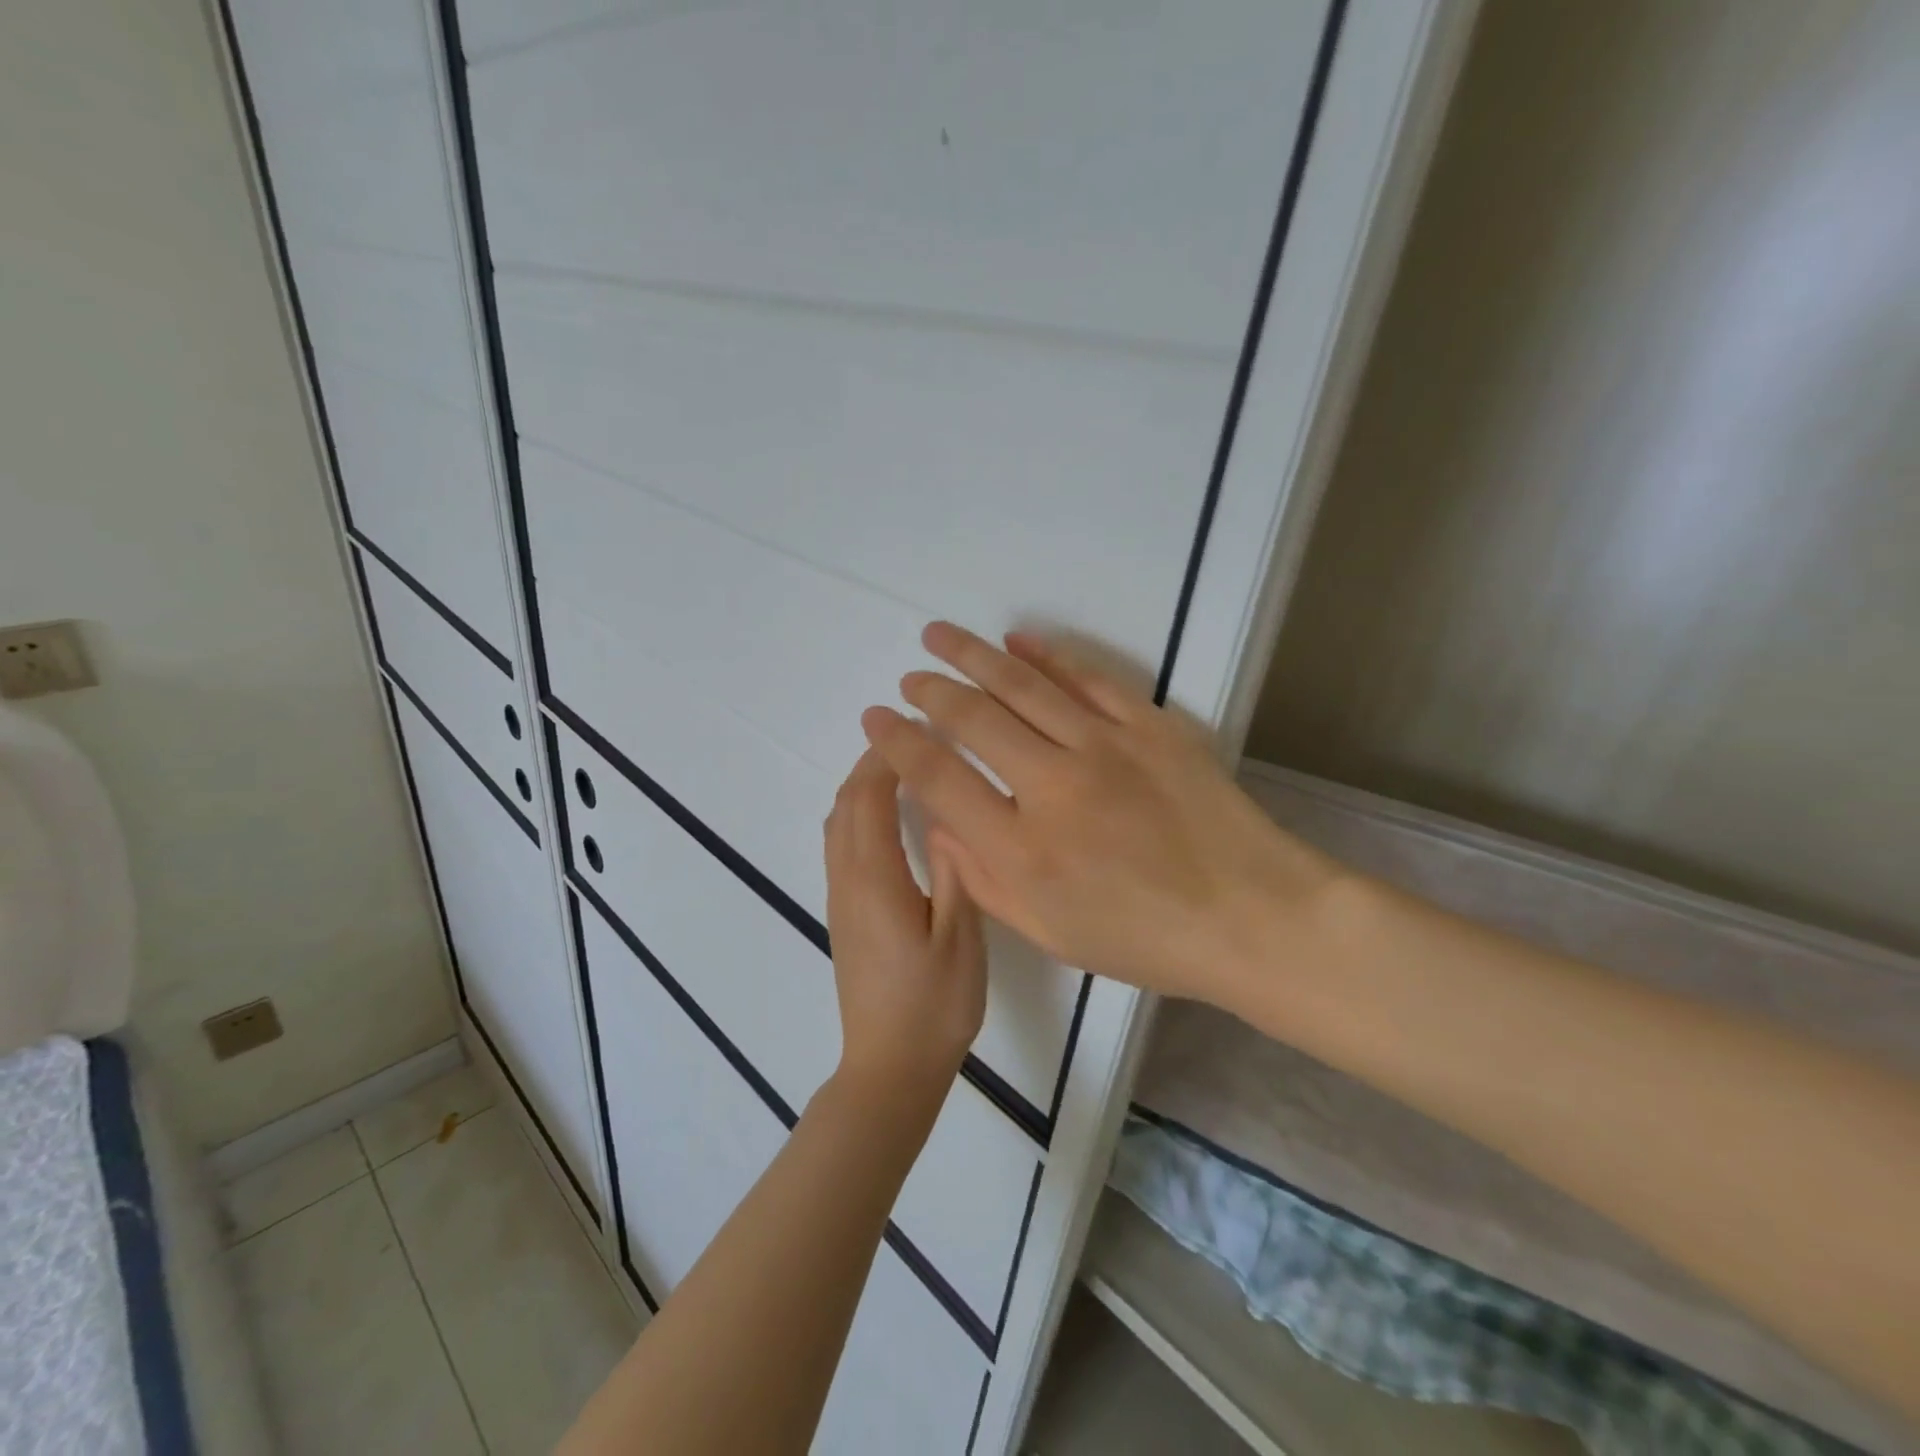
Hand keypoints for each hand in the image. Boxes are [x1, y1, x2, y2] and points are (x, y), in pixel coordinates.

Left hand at [824, 749, 987, 1105]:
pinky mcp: (842, 915)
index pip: (871, 798)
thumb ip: (953, 872)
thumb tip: (947, 816)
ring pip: (837, 823)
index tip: (919, 729)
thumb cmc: (934, 1006)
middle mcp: (847, 880)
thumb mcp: (960, 939)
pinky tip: (884, 819)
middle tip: (912, 739)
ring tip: (899, 768)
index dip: (889, 757)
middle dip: (872, 763)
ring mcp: (839, 899)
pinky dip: (856, 813)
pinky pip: (839, 845)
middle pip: (846, 803)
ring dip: (860, 786)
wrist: (889, 1068)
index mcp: (876, 879)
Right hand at [860, 623, 1340, 1006]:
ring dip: (973, 656)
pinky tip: (1019, 640)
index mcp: (1022, 849)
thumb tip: (939, 824)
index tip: (878, 719)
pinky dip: (1048, 655)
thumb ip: (983, 879)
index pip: (939, 778)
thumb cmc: (1145, 938)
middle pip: (973, 719)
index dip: (900, 743)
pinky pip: (1088, 677)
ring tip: (940, 634)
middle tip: (910, 676)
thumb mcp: (1049, 932)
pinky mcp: (1149, 726)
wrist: (1250, 916)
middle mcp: (1053, 787)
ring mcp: (1104, 747)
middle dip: (931, 690)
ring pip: (1022, 686)